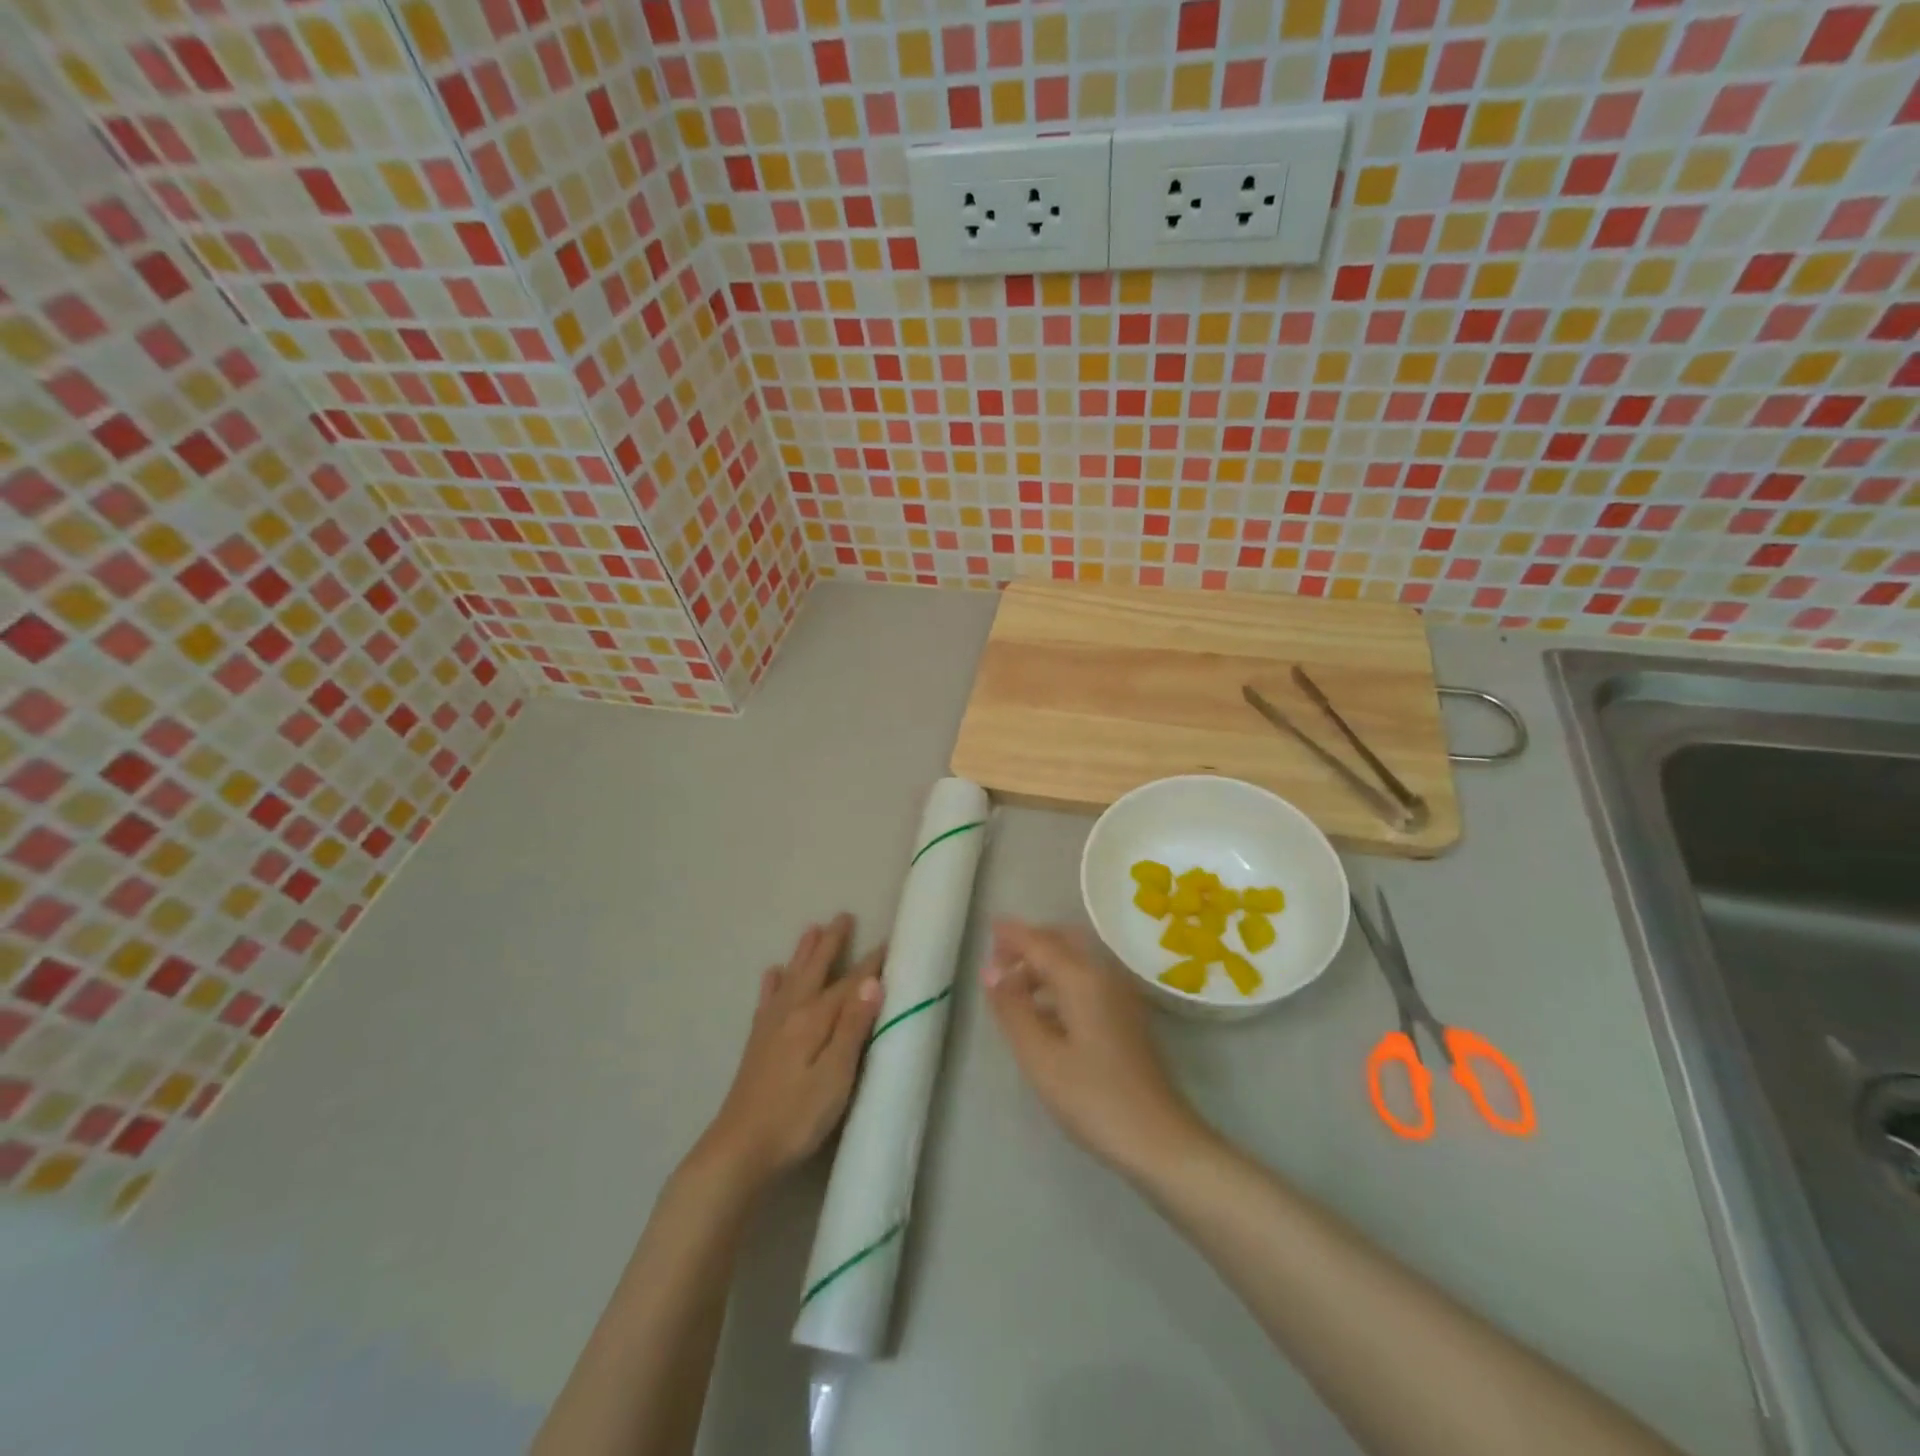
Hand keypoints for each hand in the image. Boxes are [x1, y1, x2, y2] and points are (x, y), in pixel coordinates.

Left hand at [698, 914, 883, 1190]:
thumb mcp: (835, 1076)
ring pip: (791, 978)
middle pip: (816, 970)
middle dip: (831, 943)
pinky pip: (767, 1000)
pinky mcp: (757, 1044)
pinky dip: (772, 983)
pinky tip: (772, 974)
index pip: (850, 984)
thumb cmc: (796, 1117)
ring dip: (804, 953)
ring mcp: (770, 1027)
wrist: (738, 1150)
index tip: (888, 942)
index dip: (870, 964)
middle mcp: (791, 1013)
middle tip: (843, 916)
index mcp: (814, 1019)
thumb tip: (872, 981)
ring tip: (811, 929)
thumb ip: (853, 1027)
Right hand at [981, 920, 1209, 1179]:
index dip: (1013, 934)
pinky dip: (1060, 981)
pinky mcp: (1126, 1017)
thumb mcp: (1041, 1057)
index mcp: (1082, 978)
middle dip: (1030, 943)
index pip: (1040, 943)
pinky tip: (1044, 1012)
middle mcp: (1104, 976)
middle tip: (998, 958)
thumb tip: (990, 971)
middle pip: (1063, 942)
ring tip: (1013, 987)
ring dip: (1044, 963)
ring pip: (1076, 961)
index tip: (987, 926)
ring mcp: (1120, 996)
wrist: (1159, 1140)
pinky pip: (1087, 980)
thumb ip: (1013, 1010)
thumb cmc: (1094, 1098)